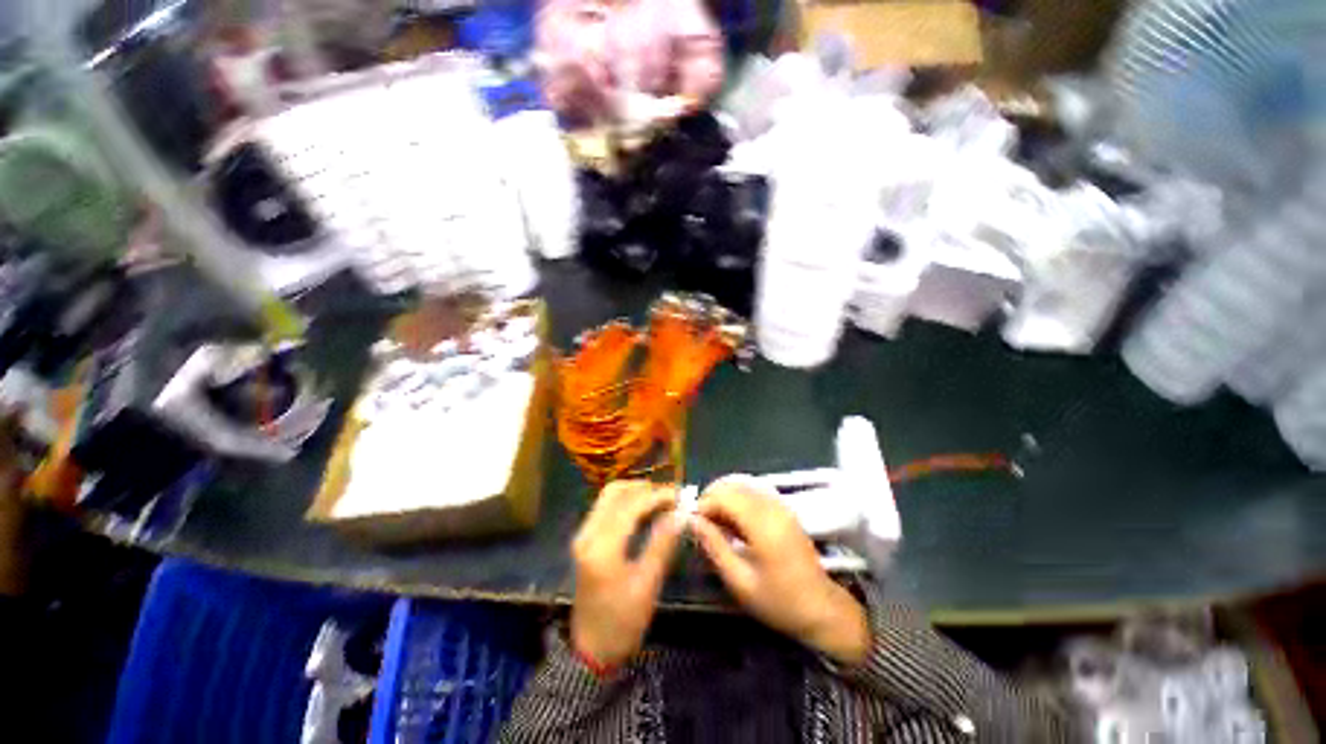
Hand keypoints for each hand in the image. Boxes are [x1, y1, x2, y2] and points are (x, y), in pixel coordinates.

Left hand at [571, 481, 685, 669]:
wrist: (591, 650)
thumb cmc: (622, 623)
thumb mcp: (647, 585)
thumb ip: (662, 544)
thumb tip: (681, 514)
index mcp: (602, 547)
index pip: (631, 506)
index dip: (657, 496)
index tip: (681, 495)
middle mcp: (587, 533)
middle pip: (615, 492)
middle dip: (645, 488)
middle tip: (671, 495)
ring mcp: (583, 535)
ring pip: (609, 497)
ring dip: (635, 492)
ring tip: (661, 500)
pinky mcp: (585, 540)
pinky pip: (605, 508)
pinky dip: (626, 502)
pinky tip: (645, 510)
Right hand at [692, 478, 870, 665]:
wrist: (821, 609)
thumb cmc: (779, 601)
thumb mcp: (740, 581)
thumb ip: (714, 547)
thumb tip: (693, 522)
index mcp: (763, 524)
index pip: (725, 496)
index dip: (704, 504)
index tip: (692, 523)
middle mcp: (772, 507)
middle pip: (733, 485)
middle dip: (712, 498)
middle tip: (701, 523)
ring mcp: (781, 506)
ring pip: (743, 486)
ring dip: (724, 498)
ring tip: (715, 524)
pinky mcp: (784, 509)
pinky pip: (754, 493)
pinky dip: (738, 500)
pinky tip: (733, 523)